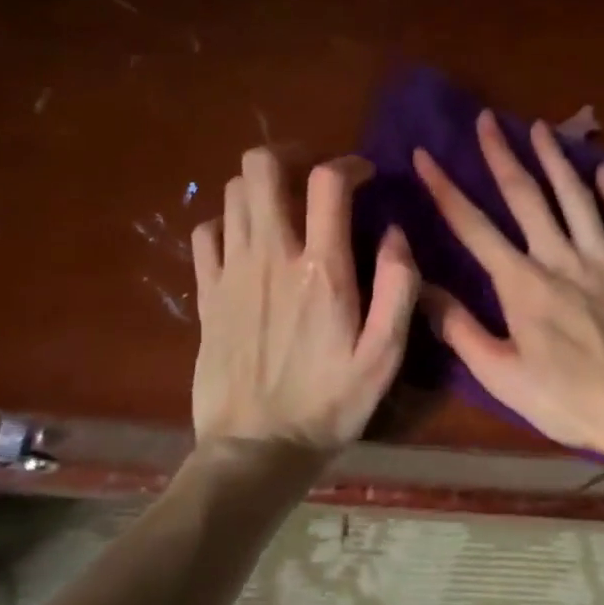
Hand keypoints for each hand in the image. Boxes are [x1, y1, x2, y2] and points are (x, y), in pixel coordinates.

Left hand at [192, 147, 418, 449]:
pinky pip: (205, 233)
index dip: (349, 163)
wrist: (256, 450)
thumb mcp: (385, 355)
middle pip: (262, 167)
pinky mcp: (207, 294)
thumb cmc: (330, 404)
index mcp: (322, 269)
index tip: (364, 176)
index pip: (328, 181)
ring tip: (285, 206)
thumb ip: (398, 287)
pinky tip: (246, 241)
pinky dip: (227, 222)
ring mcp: (231, 273)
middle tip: (313, 175)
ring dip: (262, 187)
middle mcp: (271, 256)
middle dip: (291, 155)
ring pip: (232, 193)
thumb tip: (395, 232)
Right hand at [412, 111, 603, 450]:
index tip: (425, 154)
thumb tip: (422, 289)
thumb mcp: (501, 375)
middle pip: (527, 198)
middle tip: (487, 119)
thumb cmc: (566, 399)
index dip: (446, 189)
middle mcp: (561, 259)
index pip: (474, 227)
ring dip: (556, 160)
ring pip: (577, 199)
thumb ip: (460, 329)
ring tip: (541, 127)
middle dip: (502, 155)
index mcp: (522, 284)